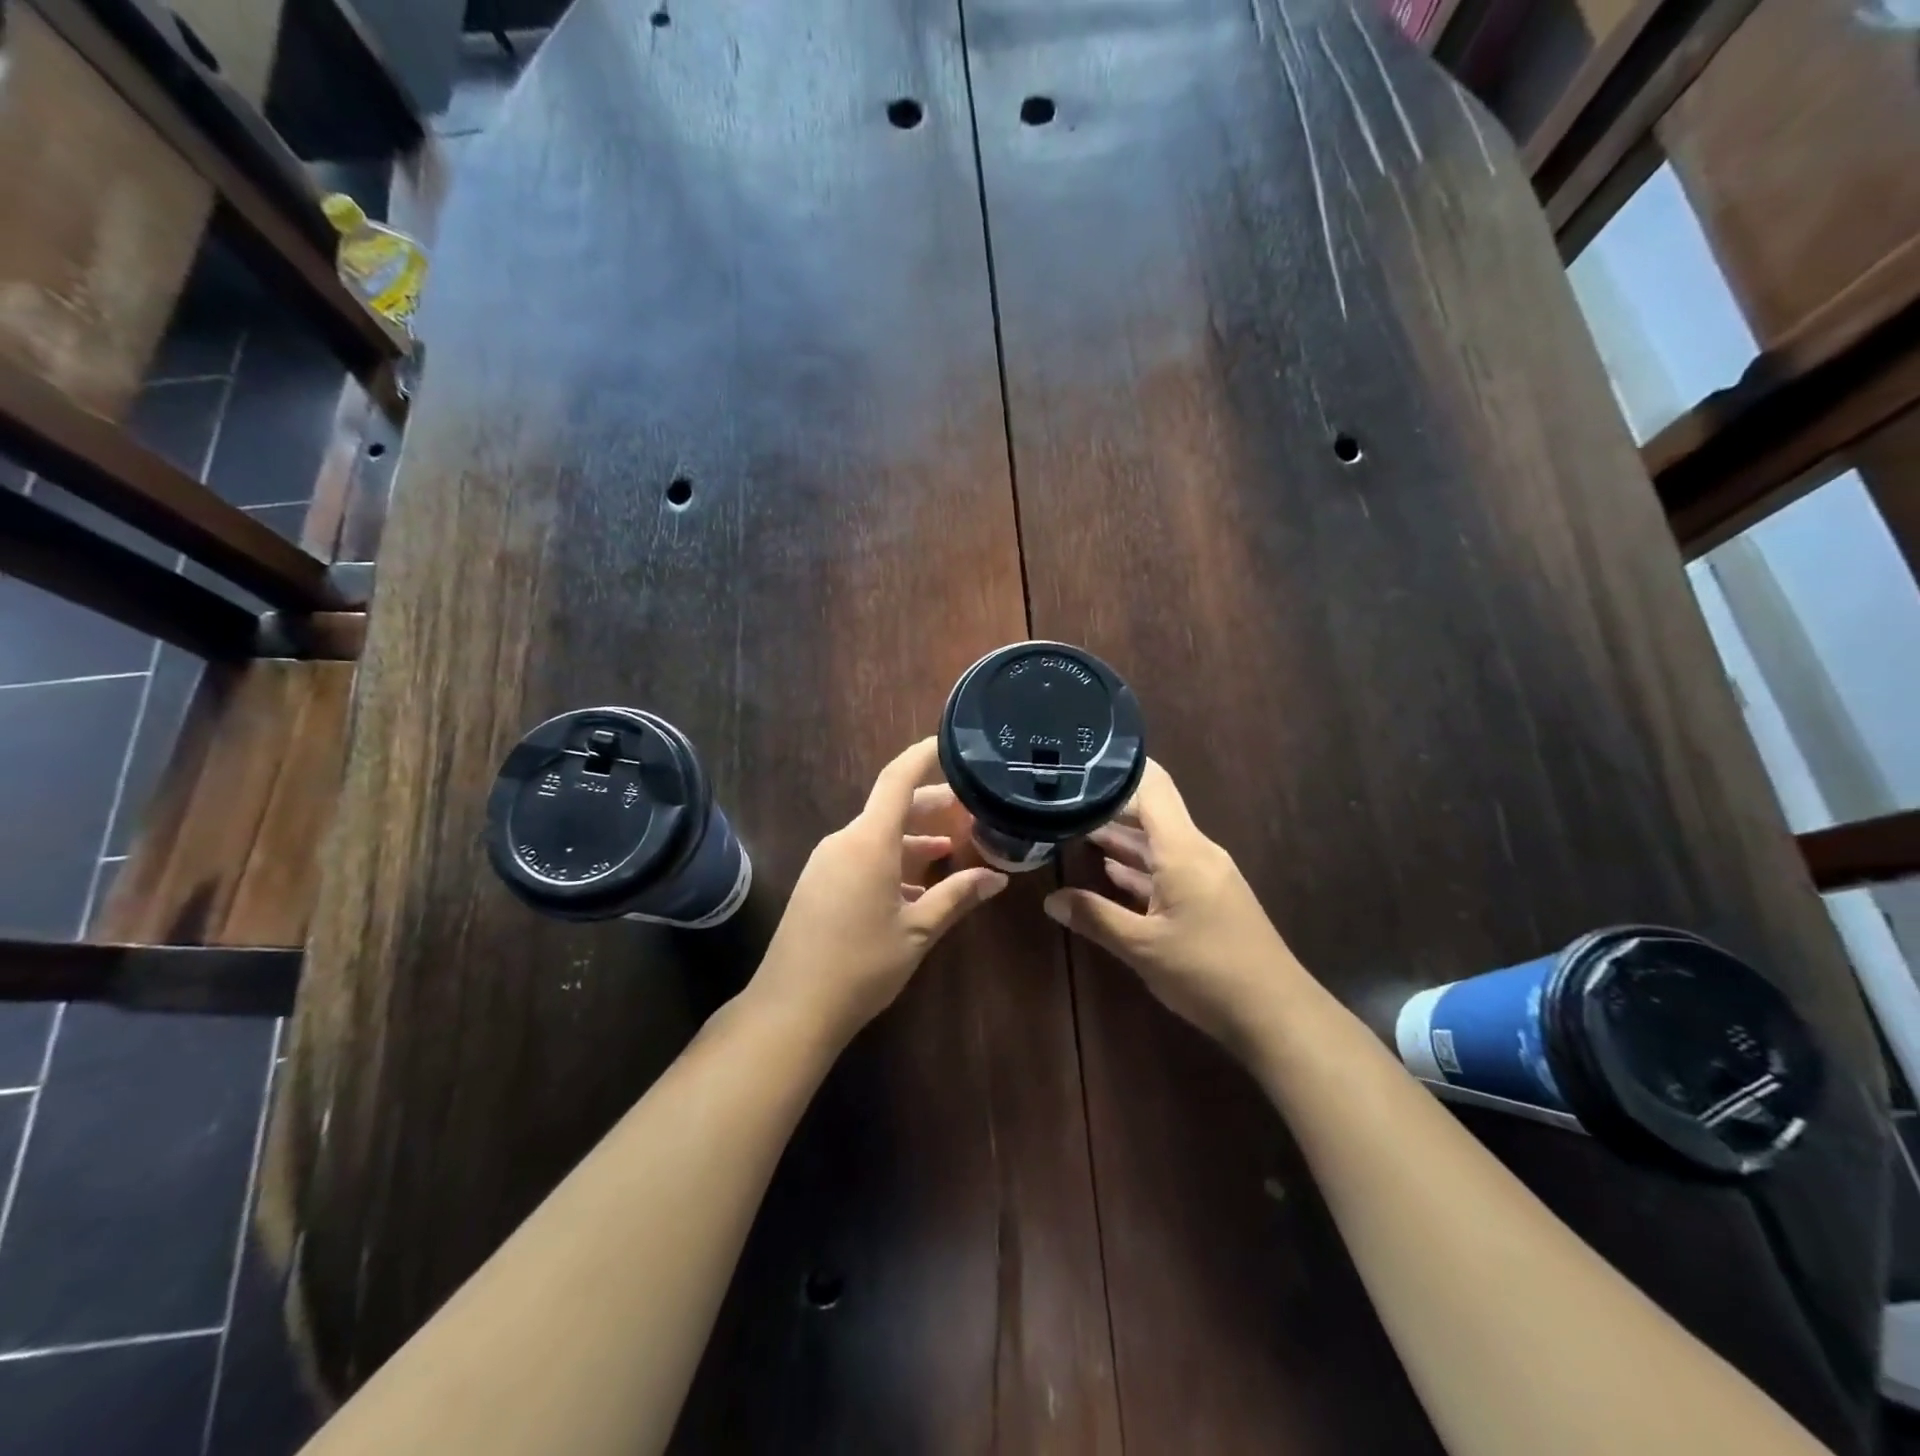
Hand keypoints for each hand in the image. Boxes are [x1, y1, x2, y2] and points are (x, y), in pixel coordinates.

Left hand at [751, 738, 1008, 1043]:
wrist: (791, 1007)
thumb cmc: (861, 965)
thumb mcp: (918, 931)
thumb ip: (957, 897)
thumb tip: (997, 878)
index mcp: (869, 841)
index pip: (898, 778)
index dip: (925, 754)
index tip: (951, 742)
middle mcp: (844, 840)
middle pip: (891, 807)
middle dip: (931, 805)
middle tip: (971, 810)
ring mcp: (827, 861)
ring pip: (877, 835)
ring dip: (913, 839)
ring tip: (952, 850)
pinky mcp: (818, 882)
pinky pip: (861, 856)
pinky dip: (892, 860)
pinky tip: (916, 887)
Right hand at [1044, 760, 1305, 1056]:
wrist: (1276, 1014)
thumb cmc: (1207, 972)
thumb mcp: (1142, 947)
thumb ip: (1095, 918)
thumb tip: (1051, 900)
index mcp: (1183, 850)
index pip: (1153, 786)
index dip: (1120, 768)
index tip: (1082, 760)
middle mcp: (1197, 852)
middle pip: (1152, 813)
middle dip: (1109, 806)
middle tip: (1063, 801)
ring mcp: (1206, 875)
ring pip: (1158, 844)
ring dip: (1121, 839)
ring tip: (1074, 830)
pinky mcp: (1210, 898)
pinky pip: (1169, 869)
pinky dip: (1139, 867)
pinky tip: (1109, 871)